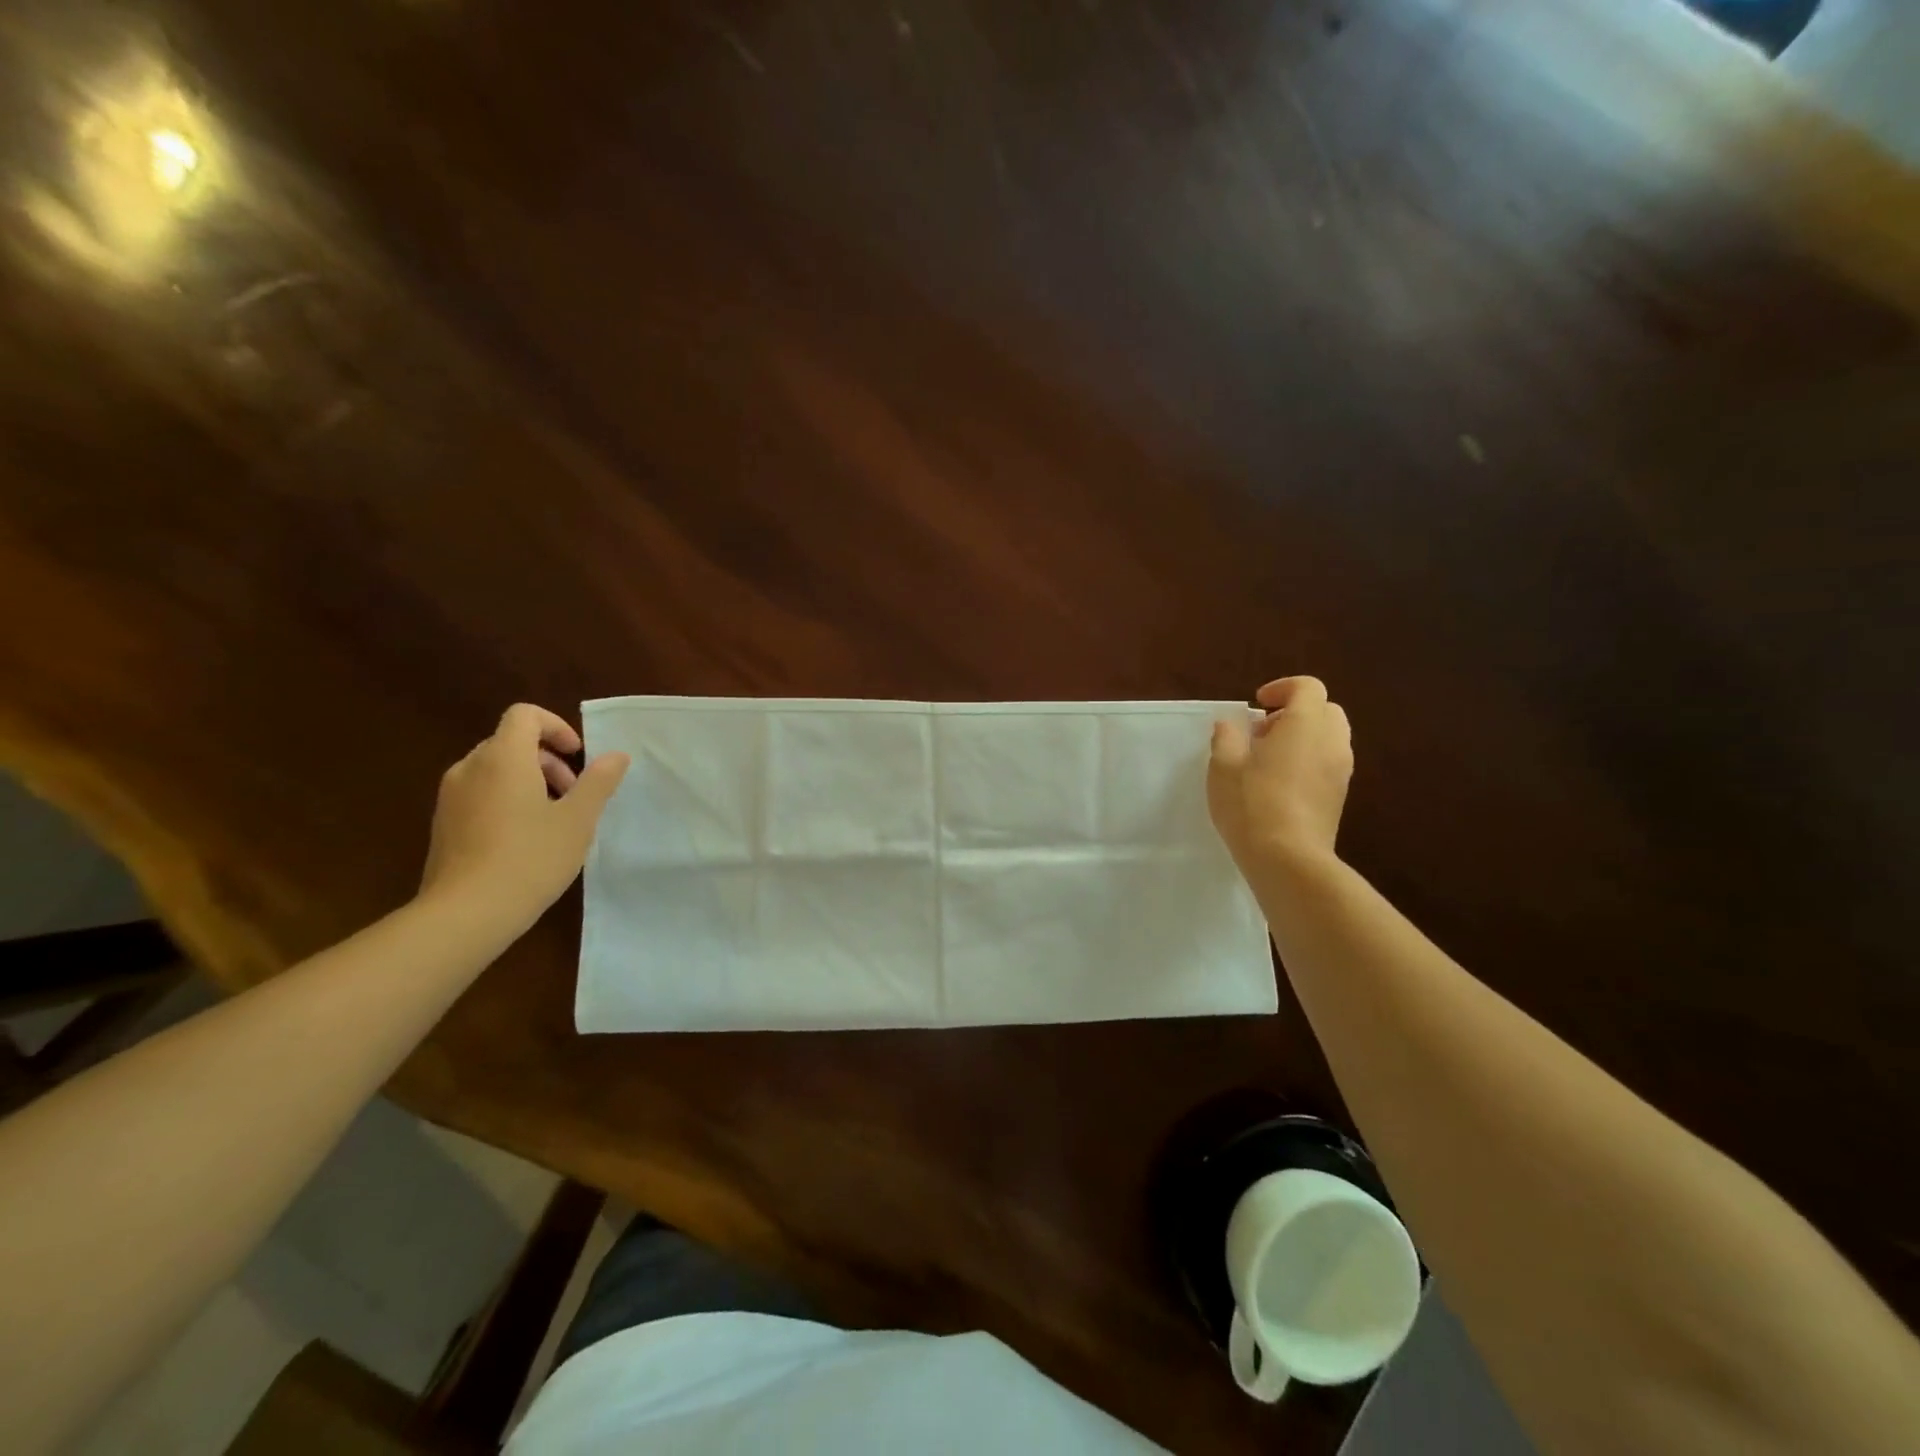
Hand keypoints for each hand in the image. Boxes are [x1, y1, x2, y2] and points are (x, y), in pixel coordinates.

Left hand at [420, 704, 629, 935]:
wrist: (466, 914)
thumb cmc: (530, 858)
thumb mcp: (578, 819)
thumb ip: (598, 781)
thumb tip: (616, 755)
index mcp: (503, 759)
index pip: (524, 715)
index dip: (556, 727)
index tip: (578, 756)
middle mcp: (470, 768)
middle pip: (510, 742)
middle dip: (548, 759)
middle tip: (574, 794)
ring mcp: (451, 797)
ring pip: (495, 770)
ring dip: (529, 780)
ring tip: (553, 819)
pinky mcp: (444, 825)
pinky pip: (480, 794)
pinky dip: (507, 800)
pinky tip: (525, 839)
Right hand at [1208, 676, 1352, 871]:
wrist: (1287, 859)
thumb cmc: (1252, 804)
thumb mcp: (1224, 765)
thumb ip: (1227, 737)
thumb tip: (1231, 725)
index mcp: (1306, 724)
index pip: (1307, 687)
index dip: (1282, 688)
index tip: (1256, 704)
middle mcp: (1332, 741)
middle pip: (1325, 710)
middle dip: (1294, 713)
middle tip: (1262, 732)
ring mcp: (1341, 771)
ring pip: (1329, 738)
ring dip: (1302, 738)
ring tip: (1267, 760)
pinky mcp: (1339, 796)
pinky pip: (1329, 763)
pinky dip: (1308, 761)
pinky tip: (1278, 784)